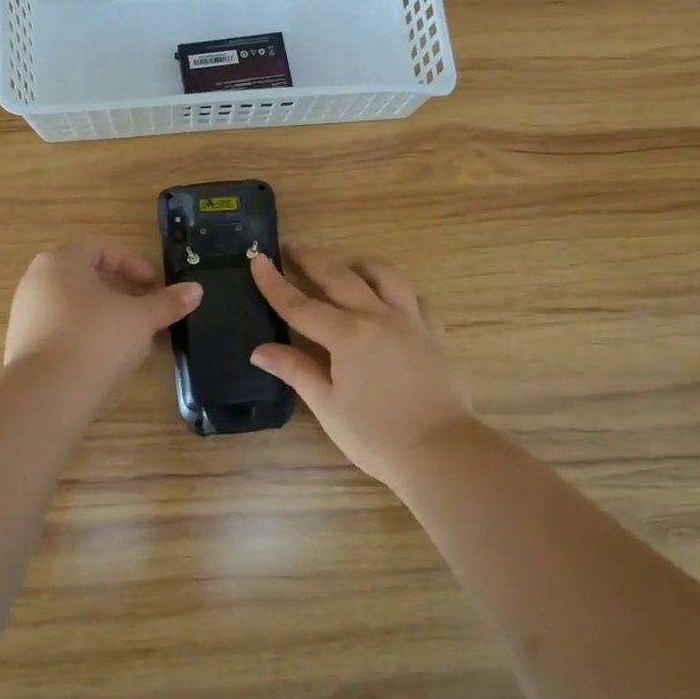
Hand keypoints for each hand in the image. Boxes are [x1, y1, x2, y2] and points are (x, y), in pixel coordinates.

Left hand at [5, 240, 201, 392]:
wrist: (46, 394)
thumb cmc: (96, 338)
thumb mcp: (140, 319)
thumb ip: (167, 303)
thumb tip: (196, 290)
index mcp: (61, 262)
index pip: (99, 249)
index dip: (132, 264)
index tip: (154, 285)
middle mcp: (37, 282)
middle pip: (86, 278)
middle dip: (121, 293)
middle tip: (147, 310)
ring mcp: (26, 316)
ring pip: (74, 307)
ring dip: (106, 317)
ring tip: (133, 338)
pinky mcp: (23, 347)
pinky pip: (62, 332)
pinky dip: (87, 337)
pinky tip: (107, 360)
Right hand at [250, 246, 474, 488]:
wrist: (442, 451)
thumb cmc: (376, 435)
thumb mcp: (328, 406)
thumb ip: (296, 371)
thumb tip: (260, 351)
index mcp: (346, 335)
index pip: (300, 304)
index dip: (274, 282)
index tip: (257, 259)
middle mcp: (377, 316)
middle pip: (339, 276)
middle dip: (312, 258)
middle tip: (292, 247)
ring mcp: (410, 320)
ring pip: (383, 275)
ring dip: (358, 264)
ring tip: (344, 265)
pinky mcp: (434, 332)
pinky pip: (414, 297)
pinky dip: (396, 289)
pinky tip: (389, 298)